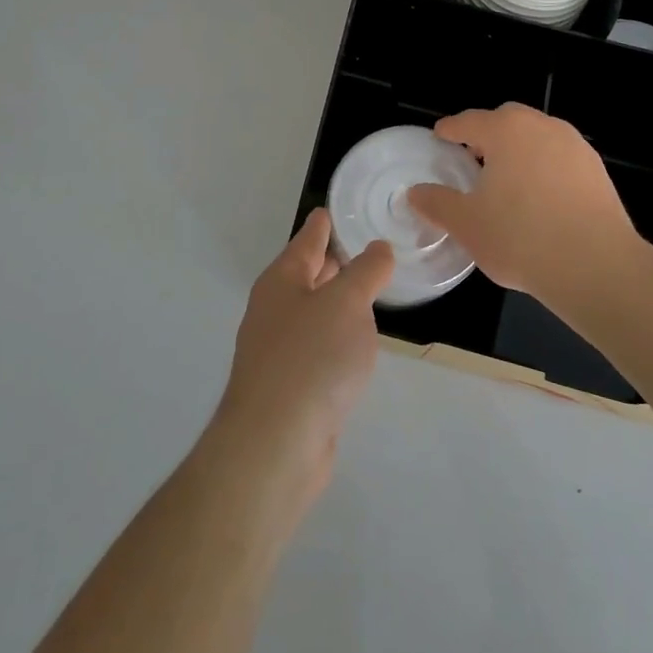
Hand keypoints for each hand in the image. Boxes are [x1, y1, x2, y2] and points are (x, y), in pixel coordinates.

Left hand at [211, 210, 393, 506]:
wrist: (276, 443)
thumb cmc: (311, 358)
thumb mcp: (347, 303)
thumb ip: (366, 271)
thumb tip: (377, 249)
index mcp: (283, 280)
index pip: (307, 240)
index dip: (323, 224)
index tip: (333, 208)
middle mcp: (276, 309)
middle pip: (307, 274)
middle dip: (333, 261)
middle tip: (366, 246)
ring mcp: (279, 349)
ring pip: (314, 311)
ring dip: (338, 300)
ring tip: (368, 289)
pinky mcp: (291, 385)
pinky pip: (319, 345)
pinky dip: (337, 335)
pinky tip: (356, 342)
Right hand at [408, 103, 640, 302]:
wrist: (596, 266)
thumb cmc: (521, 238)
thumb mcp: (467, 224)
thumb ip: (437, 203)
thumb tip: (415, 192)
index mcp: (506, 131)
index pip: (469, 121)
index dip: (450, 129)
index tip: (440, 136)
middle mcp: (542, 127)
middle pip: (507, 121)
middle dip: (487, 134)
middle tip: (471, 157)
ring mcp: (575, 146)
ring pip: (537, 137)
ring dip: (519, 149)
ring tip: (506, 179)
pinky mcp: (597, 170)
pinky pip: (560, 158)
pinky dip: (544, 168)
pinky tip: (539, 198)